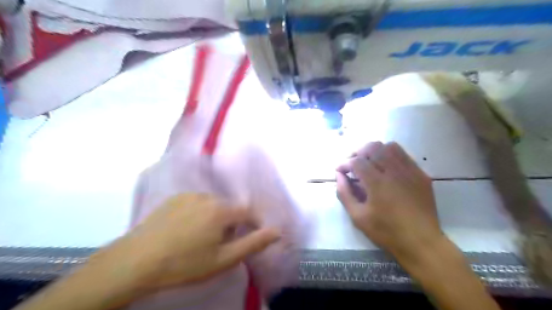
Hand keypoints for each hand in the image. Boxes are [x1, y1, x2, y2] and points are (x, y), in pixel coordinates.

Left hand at [108, 193, 280, 292]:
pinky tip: (184, 228)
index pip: (248, 212)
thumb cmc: (185, 263)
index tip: (244, 238)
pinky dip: (198, 212)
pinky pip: (196, 202)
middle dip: (230, 223)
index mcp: (222, 210)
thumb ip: (253, 243)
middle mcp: (208, 196)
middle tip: (218, 244)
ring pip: (213, 204)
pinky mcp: (175, 198)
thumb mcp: (223, 259)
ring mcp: (189, 195)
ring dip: (214, 217)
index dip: (250, 225)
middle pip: (229, 208)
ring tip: (200, 237)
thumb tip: (278, 231)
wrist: (136, 260)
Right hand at [337, 142, 442, 264]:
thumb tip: (339, 176)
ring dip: (375, 151)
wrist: (422, 243)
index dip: (345, 163)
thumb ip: (345, 193)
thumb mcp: (358, 217)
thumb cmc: (386, 232)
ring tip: (369, 163)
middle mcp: (394, 172)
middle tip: (353, 164)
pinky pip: (404, 155)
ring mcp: (410, 171)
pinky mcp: (421, 174)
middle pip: (373, 147)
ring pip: (390, 146)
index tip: (340, 170)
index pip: (357, 161)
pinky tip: (386, 168)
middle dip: (358, 152)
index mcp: (377, 183)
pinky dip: (390, 156)